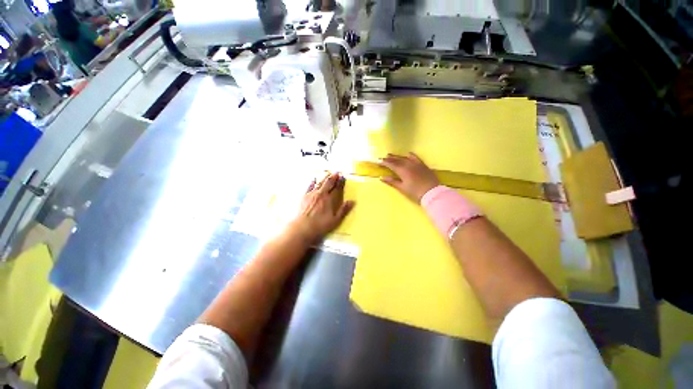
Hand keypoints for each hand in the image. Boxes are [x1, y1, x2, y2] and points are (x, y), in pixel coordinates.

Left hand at [290, 173, 354, 242]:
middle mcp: (322, 194)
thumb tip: (352, 201)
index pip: (337, 188)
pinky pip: (309, 186)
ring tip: (328, 173)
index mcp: (330, 200)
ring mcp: (312, 194)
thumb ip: (344, 210)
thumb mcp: (335, 220)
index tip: (343, 177)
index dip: (341, 182)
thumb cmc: (320, 225)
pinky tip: (314, 179)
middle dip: (333, 177)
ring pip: (320, 183)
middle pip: (328, 183)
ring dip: (325, 177)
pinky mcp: (304, 196)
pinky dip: (313, 182)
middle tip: (337, 172)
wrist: (302, 227)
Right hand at [380, 153, 439, 202]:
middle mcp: (408, 165)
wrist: (432, 192)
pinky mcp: (422, 165)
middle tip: (382, 157)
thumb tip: (381, 177)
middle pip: (397, 160)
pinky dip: (410, 155)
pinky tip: (408, 153)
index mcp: (402, 170)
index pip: (391, 164)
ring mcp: (416, 164)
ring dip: (397, 156)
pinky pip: (415, 158)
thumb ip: (392, 181)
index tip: (378, 161)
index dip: (384, 162)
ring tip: (391, 155)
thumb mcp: (402, 188)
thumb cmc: (415, 192)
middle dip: (389, 158)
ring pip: (404, 158)